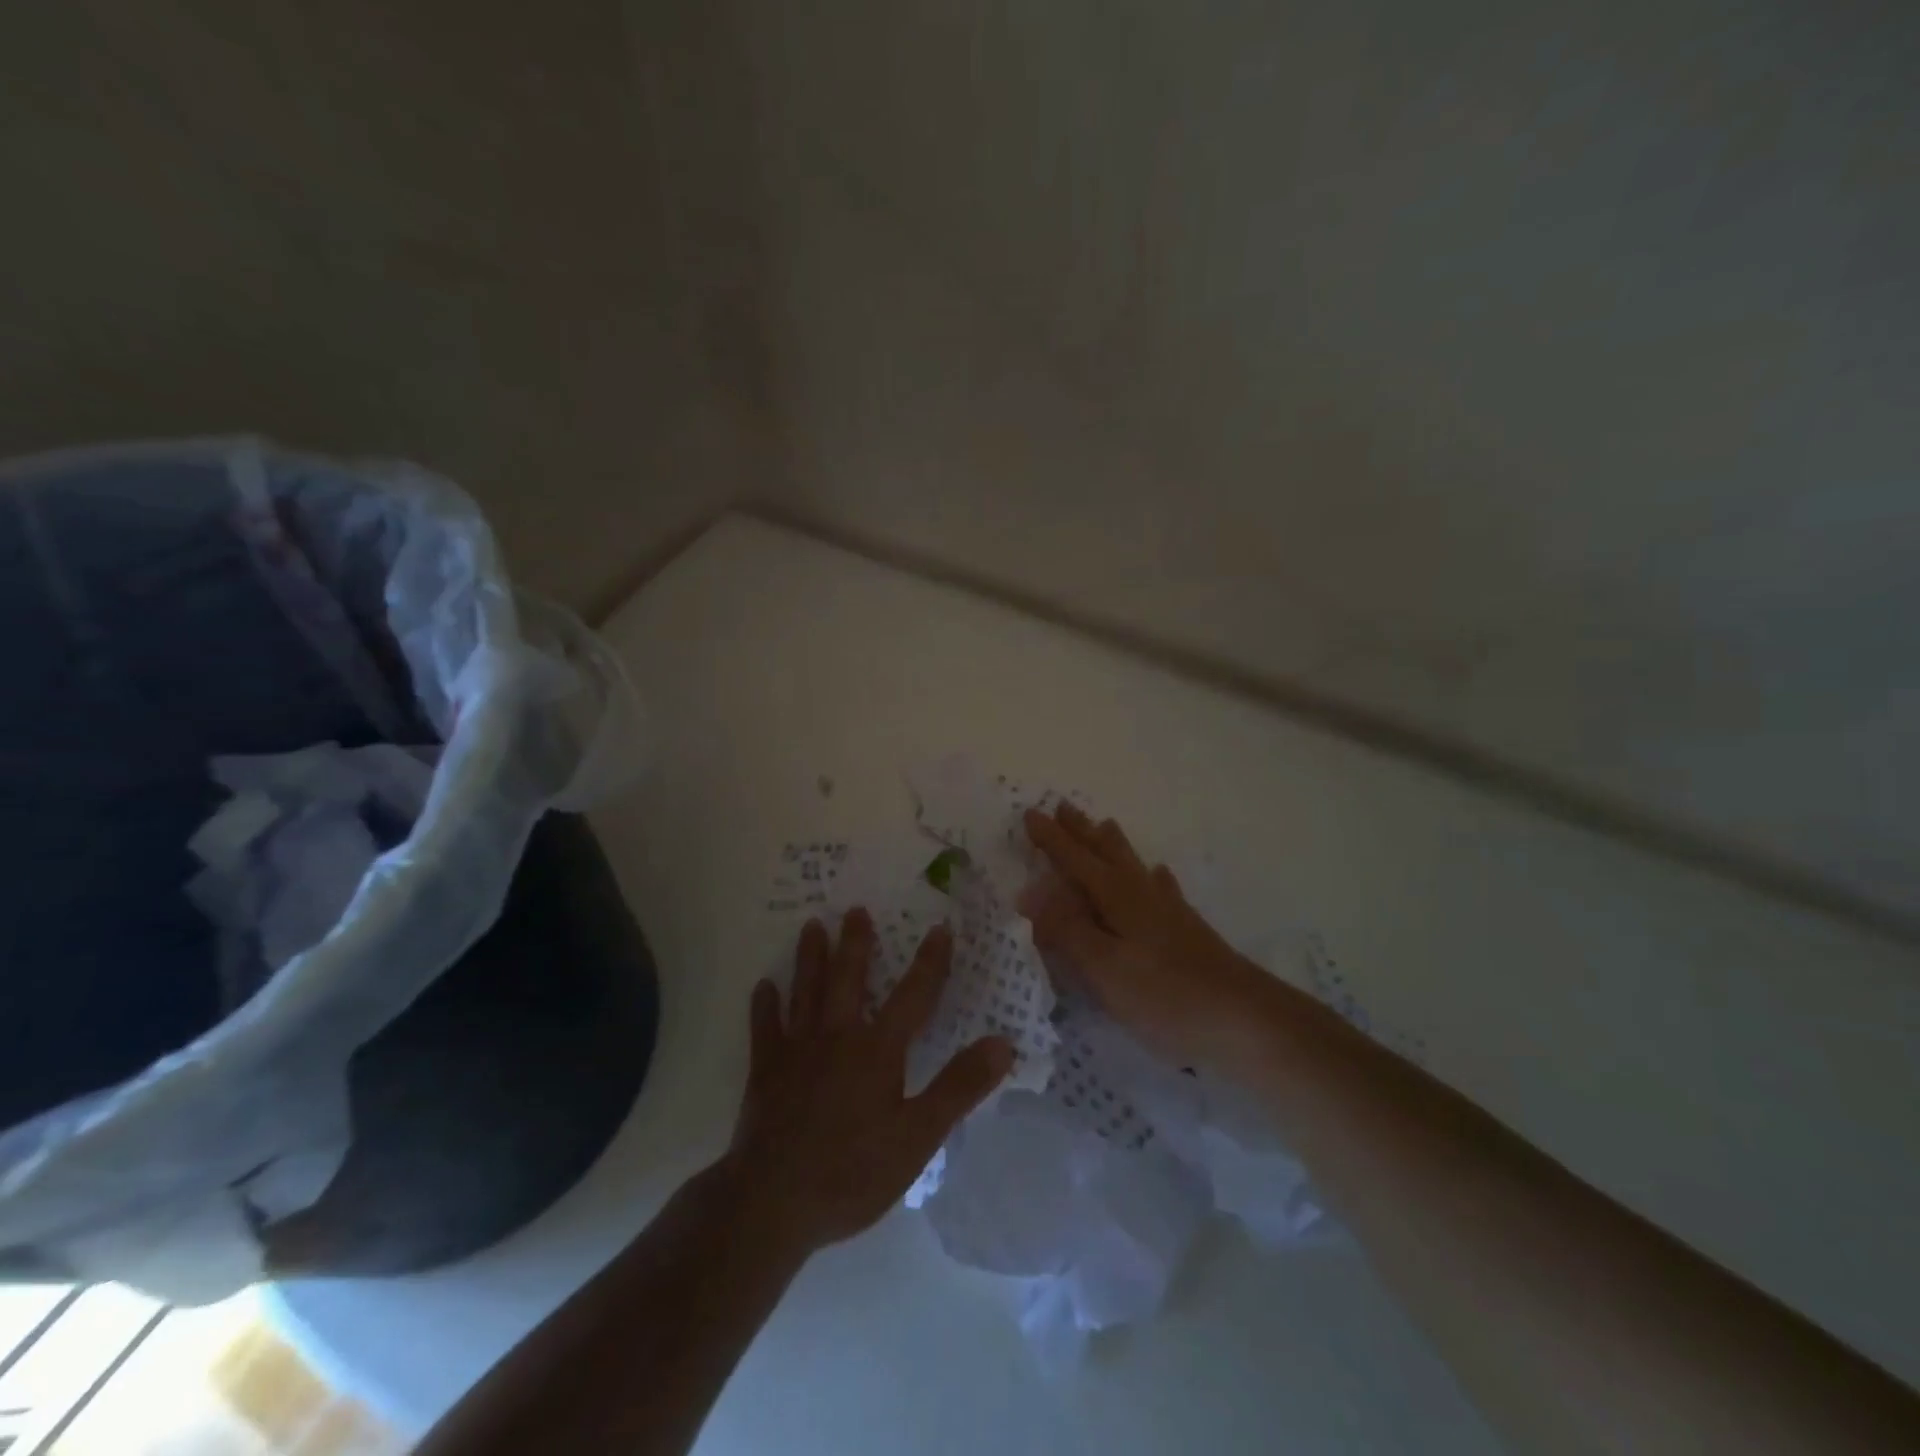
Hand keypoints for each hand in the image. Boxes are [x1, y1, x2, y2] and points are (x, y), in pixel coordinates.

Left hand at [722, 911, 1014, 1257]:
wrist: (773, 1202)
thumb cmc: (852, 1171)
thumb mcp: (918, 1137)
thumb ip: (959, 1087)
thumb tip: (1003, 1043)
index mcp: (877, 1050)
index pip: (912, 995)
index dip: (930, 962)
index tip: (940, 928)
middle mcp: (837, 1036)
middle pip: (849, 979)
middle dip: (856, 943)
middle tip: (855, 910)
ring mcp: (797, 1051)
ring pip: (806, 992)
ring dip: (810, 958)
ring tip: (812, 926)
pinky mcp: (765, 1071)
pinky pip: (765, 1029)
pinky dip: (764, 1006)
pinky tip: (763, 986)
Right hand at [1020, 804, 1274, 1066]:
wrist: (1245, 1019)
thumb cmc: (1164, 994)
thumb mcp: (1103, 967)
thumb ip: (1066, 929)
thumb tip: (1030, 891)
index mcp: (1115, 897)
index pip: (1074, 859)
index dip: (1050, 839)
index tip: (1030, 813)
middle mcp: (1140, 893)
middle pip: (1105, 852)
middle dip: (1081, 830)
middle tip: (1064, 806)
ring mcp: (1168, 910)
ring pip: (1133, 864)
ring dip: (1113, 844)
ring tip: (1105, 825)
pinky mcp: (1187, 930)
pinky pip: (1163, 888)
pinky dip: (1154, 876)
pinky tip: (1158, 875)